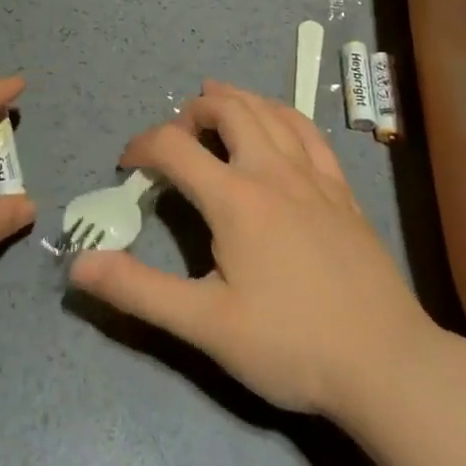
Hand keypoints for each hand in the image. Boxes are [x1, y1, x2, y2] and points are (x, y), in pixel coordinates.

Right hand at [68, 80, 439, 419]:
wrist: (386, 365)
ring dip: (236, 99)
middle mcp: (272, 170)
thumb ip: (140, 290)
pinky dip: (282, 114)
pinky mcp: (342, 191)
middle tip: (175, 134)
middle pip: (227, 109)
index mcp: (235, 197)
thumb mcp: (205, 325)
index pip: (174, 147)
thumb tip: (78, 264)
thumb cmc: (290, 344)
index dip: (141, 147)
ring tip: (215, 101)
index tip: (127, 167)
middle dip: (192, 112)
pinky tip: (277, 122)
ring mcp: (313, 176)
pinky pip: (309, 132)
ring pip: (269, 111)